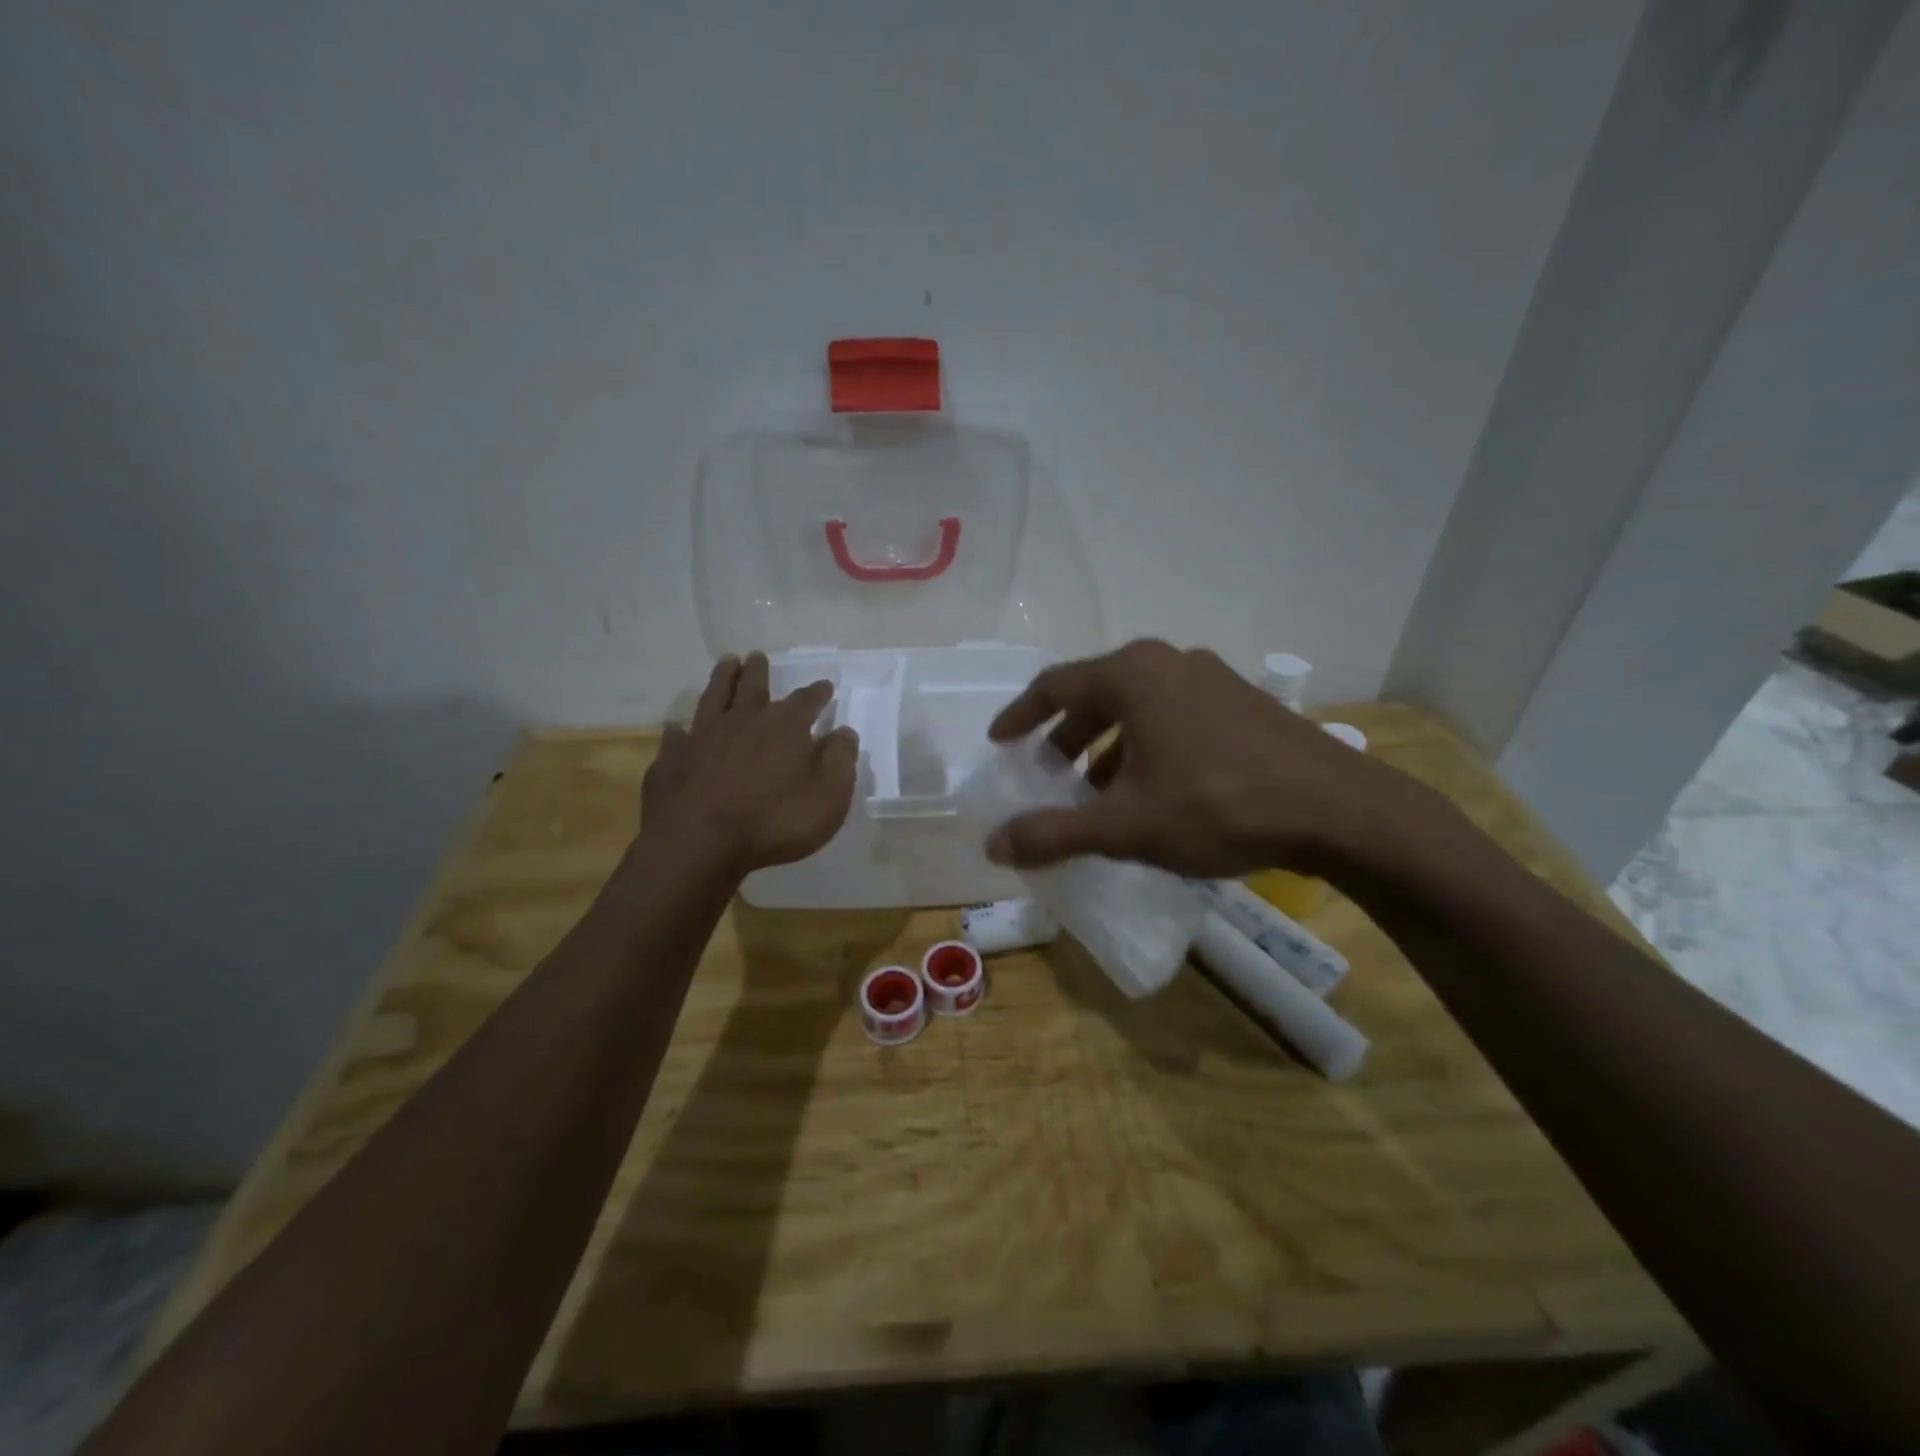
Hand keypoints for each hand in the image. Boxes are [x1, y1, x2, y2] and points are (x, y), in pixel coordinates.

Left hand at [638, 653, 859, 876]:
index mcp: (784, 726)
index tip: (824, 685)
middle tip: (756, 655)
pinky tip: (677, 729)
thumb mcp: (829, 794)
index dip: (817, 693)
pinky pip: (675, 739)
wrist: (699, 842)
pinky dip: (679, 732)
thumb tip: (843, 732)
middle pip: (752, 687)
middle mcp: (742, 721)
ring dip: (721, 680)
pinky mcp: (671, 761)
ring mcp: (701, 738)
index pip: (806, 701)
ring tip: (726, 663)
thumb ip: (840, 759)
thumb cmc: (775, 819)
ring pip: (713, 699)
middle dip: (757, 671)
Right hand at [984, 639, 1419, 877]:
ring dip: (1108, 746)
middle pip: (1097, 695)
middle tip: (1049, 776)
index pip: (1054, 686)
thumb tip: (993, 845)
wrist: (1340, 810)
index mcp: (1132, 675)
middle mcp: (1168, 663)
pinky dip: (1146, 747)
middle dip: (1066, 738)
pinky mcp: (1242, 703)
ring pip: (1138, 708)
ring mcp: (1211, 678)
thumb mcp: (1126, 826)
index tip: (999, 742)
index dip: (1020, 717)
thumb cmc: (1218, 806)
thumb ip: (1054, 833)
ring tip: (1099, 793)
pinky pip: (1173, 716)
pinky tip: (1154, 790)